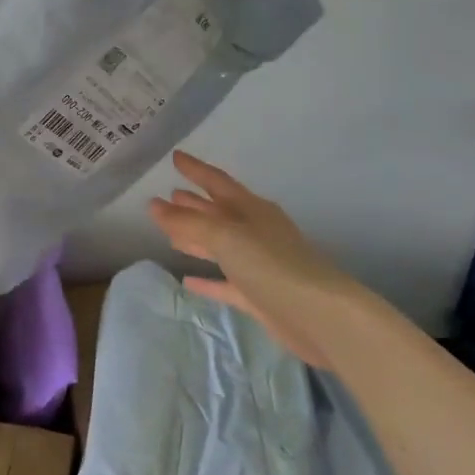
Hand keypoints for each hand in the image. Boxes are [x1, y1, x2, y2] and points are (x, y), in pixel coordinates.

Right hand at [147, 150, 371, 364]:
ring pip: (220, 246)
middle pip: (219, 213)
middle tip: (169, 195)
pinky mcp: (259, 296)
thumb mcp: (227, 237)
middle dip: (194, 204)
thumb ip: (189, 222)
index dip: (196, 169)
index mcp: (252, 210)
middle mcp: (256, 232)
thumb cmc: (273, 265)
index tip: (175, 157)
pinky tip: (187, 281)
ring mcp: (259, 265)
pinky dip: (207, 280)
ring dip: (197, 238)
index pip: (217, 182)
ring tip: (170, 233)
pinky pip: (226, 283)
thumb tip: (154, 205)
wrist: (320, 317)